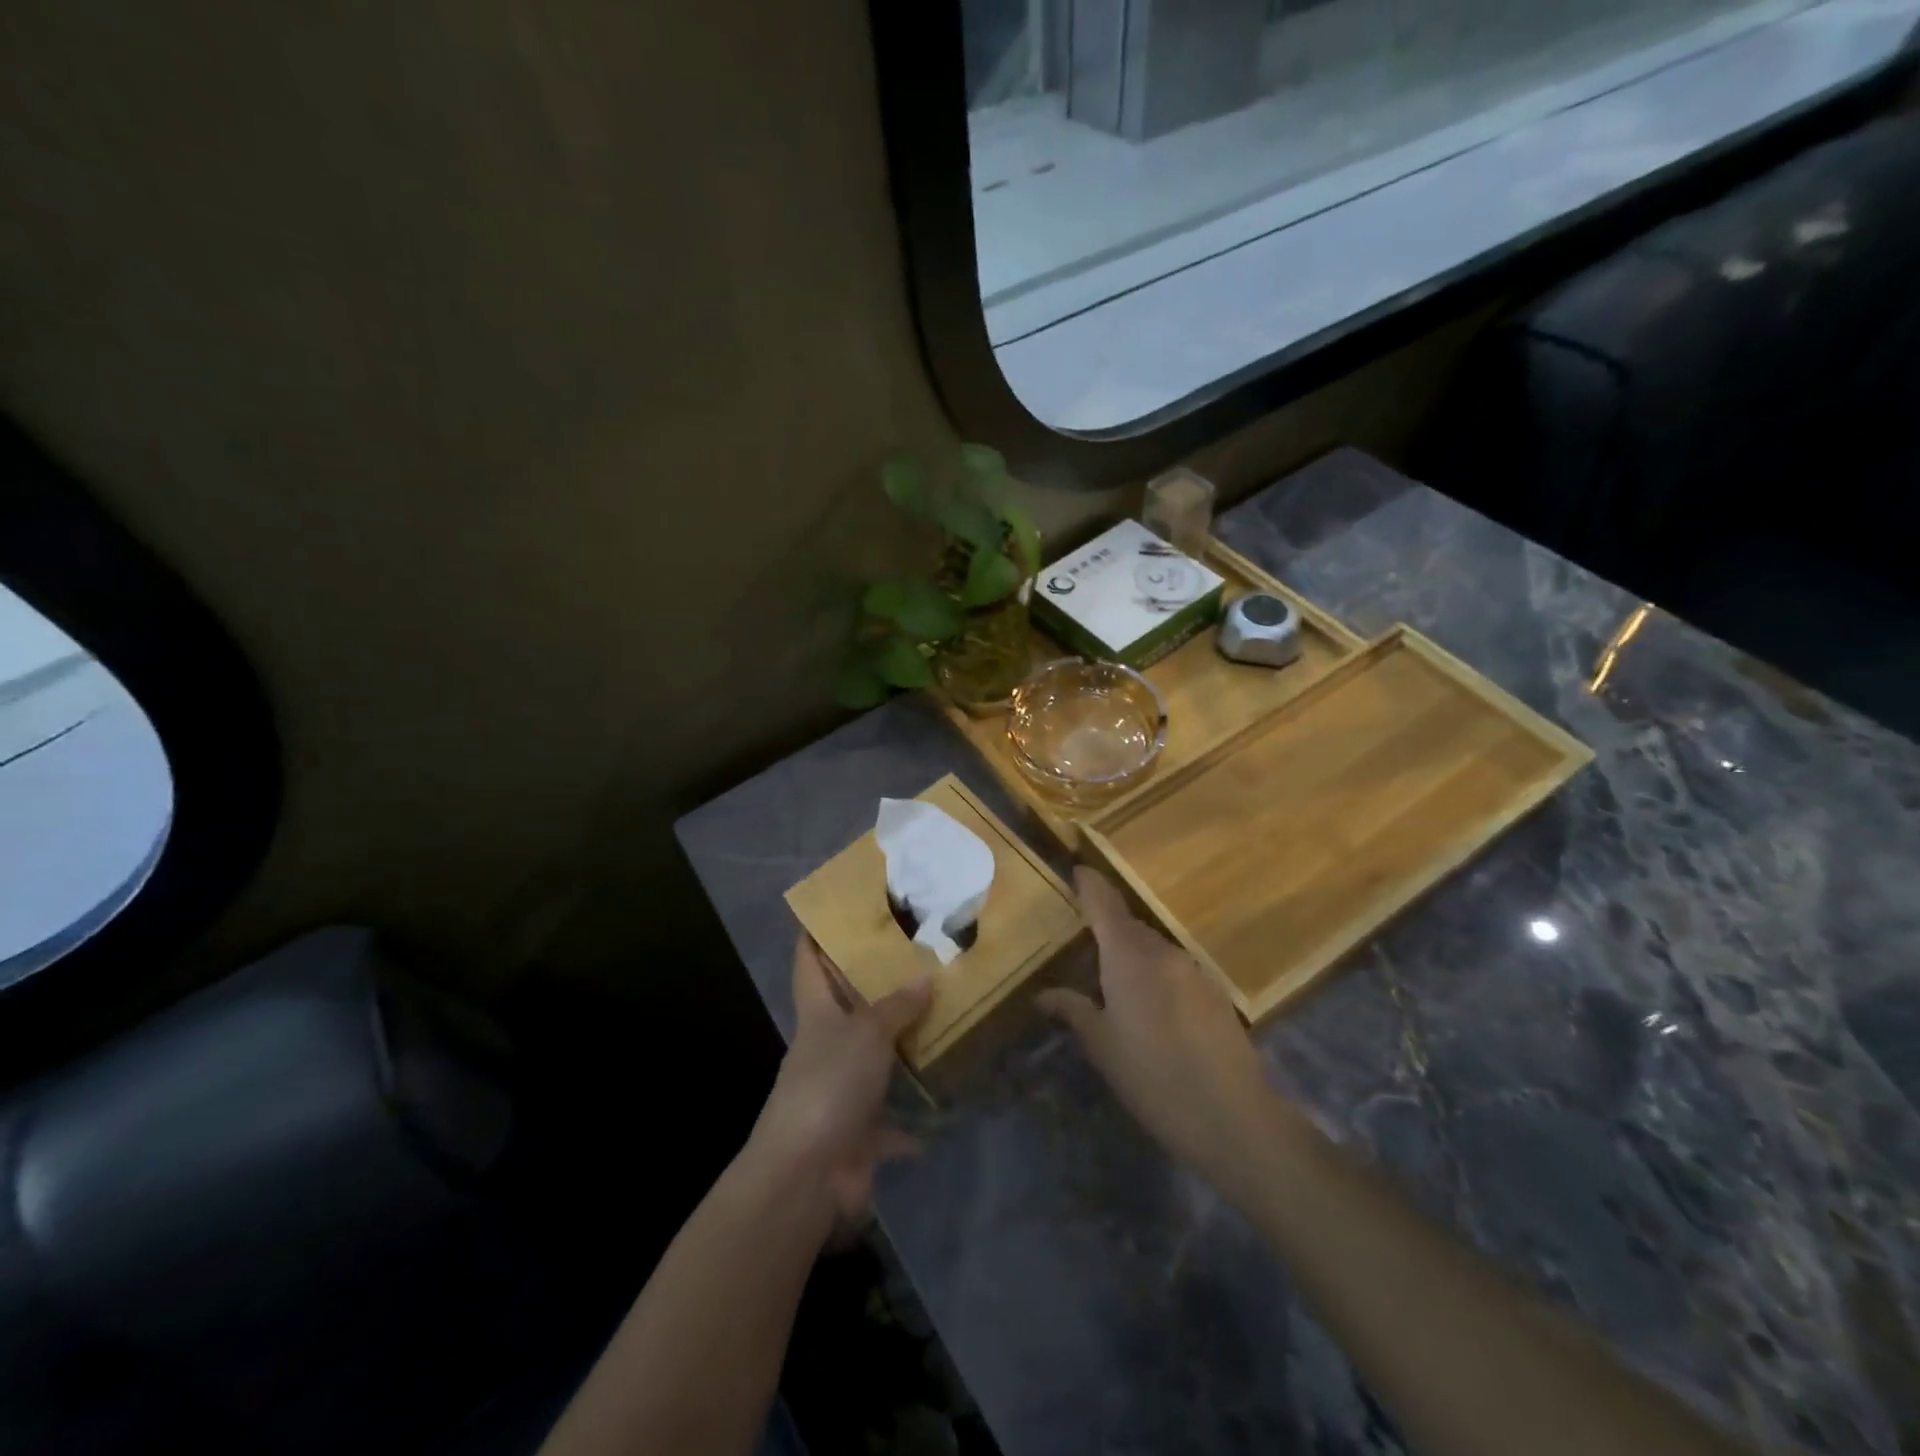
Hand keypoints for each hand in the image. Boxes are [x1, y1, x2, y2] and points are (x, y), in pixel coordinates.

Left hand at [747, 936, 931, 1229]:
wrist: (806, 1173)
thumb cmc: (830, 1084)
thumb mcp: (867, 1033)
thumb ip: (897, 1006)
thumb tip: (925, 976)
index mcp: (817, 1014)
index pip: (809, 963)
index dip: (816, 934)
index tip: (835, 909)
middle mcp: (826, 1046)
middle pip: (847, 1007)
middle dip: (875, 987)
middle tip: (916, 958)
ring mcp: (840, 1090)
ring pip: (874, 1059)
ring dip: (900, 1047)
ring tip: (941, 1020)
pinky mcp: (857, 1130)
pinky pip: (891, 1118)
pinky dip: (913, 1118)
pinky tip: (945, 1103)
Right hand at [1039, 868, 1276, 1191]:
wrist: (1234, 1117)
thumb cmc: (1154, 1078)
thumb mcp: (1103, 1047)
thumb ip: (1073, 1011)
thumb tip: (1043, 995)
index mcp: (1128, 958)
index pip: (1104, 904)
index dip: (1090, 885)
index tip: (1077, 870)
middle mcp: (1162, 952)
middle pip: (1129, 925)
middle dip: (1106, 928)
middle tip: (1084, 945)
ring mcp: (1193, 970)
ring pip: (1153, 948)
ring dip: (1132, 954)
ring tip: (1113, 983)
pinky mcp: (1214, 992)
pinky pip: (1174, 968)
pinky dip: (1155, 973)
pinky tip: (1150, 1008)